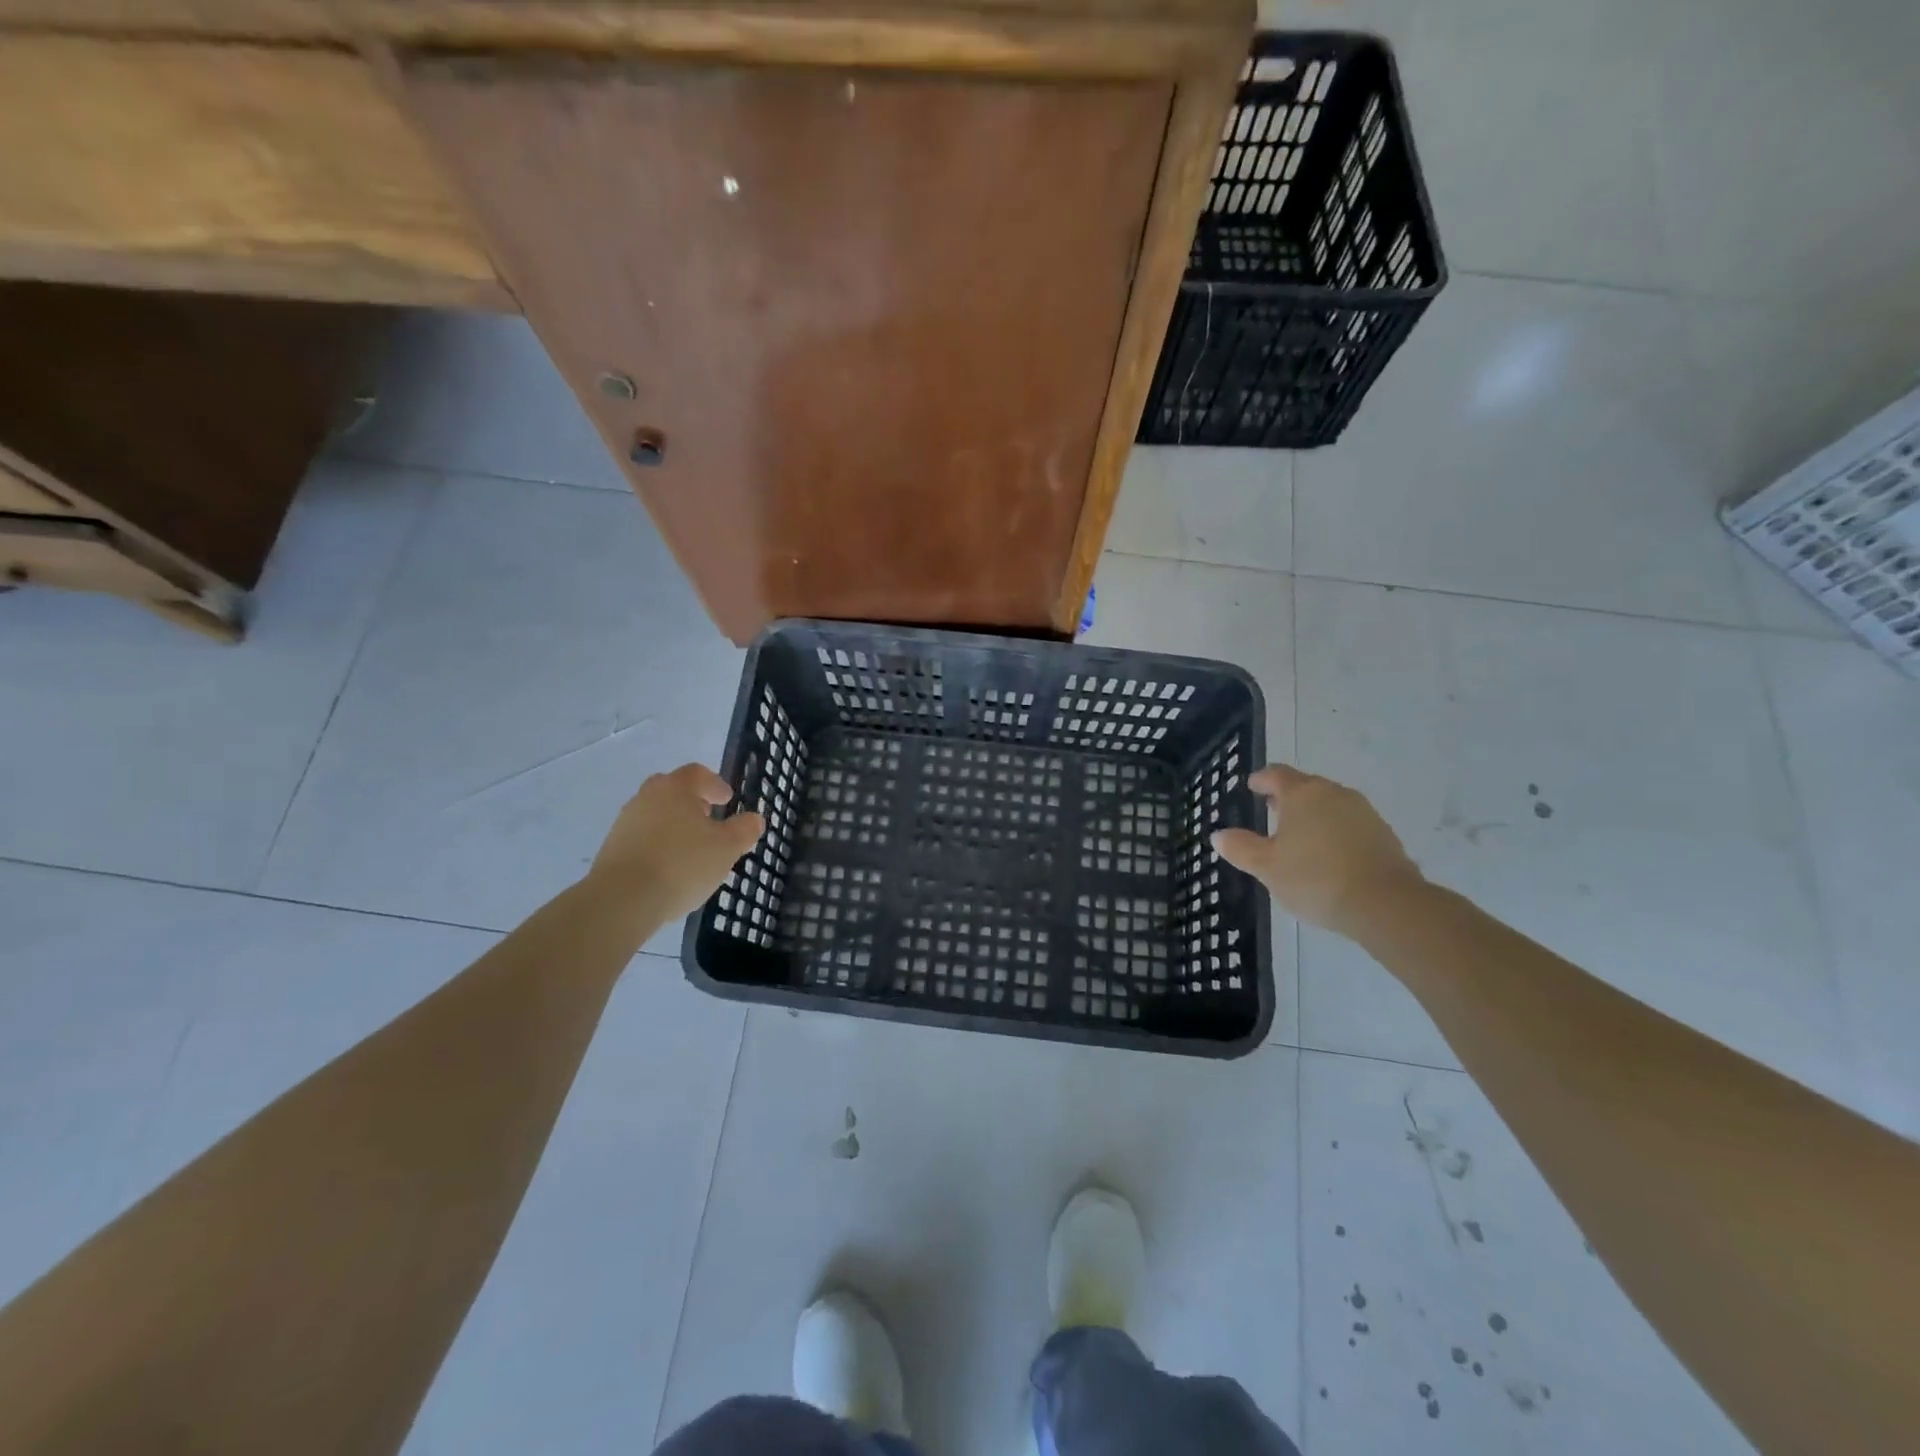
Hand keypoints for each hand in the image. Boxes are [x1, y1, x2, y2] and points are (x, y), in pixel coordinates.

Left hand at [587, 764, 763, 924]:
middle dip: (692, 801)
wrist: (622, 899)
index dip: (715, 784)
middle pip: (672, 790)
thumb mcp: (726, 848)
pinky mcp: (612, 848)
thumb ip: (744, 830)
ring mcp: (625, 822)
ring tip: (691, 848)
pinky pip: (642, 838)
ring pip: (655, 814)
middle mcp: (646, 797)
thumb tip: (754, 819)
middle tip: (708, 817)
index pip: (697, 773)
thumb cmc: (682, 864)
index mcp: (675, 789)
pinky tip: (670, 868)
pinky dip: (658, 844)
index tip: (727, 799)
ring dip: (674, 824)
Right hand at [1211, 764, 1424, 936]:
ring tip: (1298, 837)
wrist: (1385, 904)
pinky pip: (1349, 824)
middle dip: (1287, 798)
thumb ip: (1241, 848)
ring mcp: (1363, 812)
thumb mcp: (1267, 867)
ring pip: (1329, 805)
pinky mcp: (1383, 834)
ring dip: (1312, 815)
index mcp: (1302, 794)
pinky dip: (1334, 832)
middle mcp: (1334, 794)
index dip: (1262, 779)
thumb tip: (1218, 835)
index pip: (1277, 774)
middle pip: (1306, 787)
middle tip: (1271, 812)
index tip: (1252, 786)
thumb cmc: (1315, 878)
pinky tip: (1328, 855)